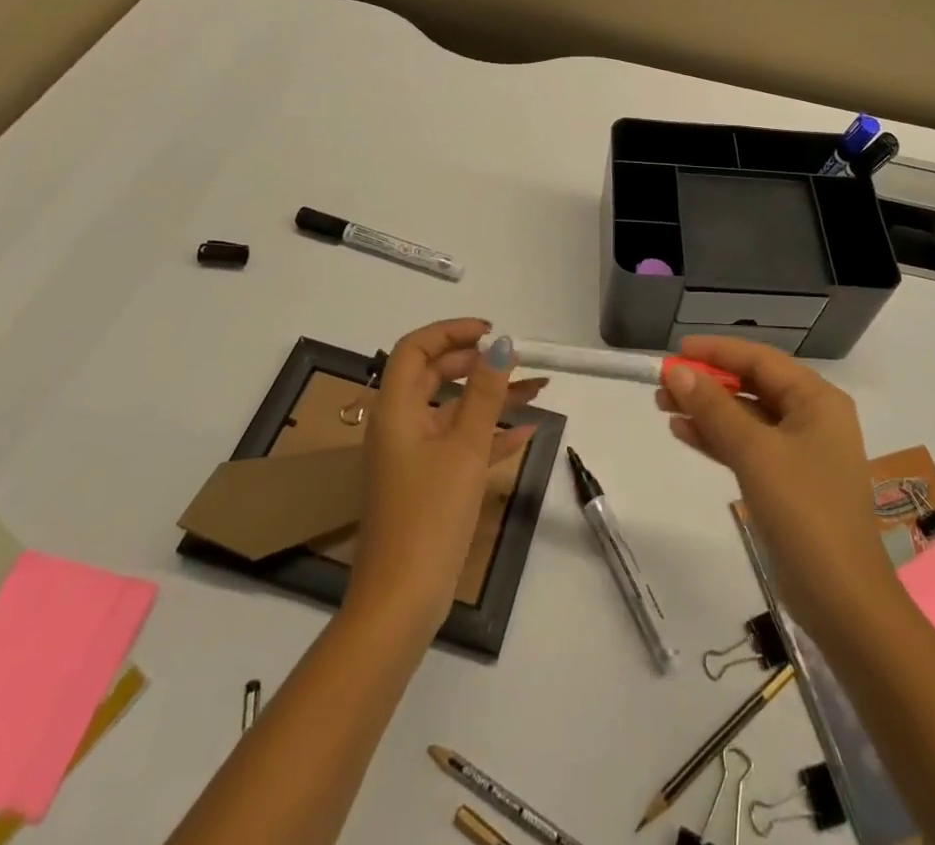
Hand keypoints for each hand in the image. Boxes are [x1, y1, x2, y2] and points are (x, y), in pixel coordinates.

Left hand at [348, 319, 545, 632]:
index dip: (451, 332)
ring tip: (538, 388)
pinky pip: (460, 444)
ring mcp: (413, 457)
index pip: (415, 349)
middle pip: (434, 375)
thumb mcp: (464, 448)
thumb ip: (484, 393)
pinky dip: (489, 434)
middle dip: (476, 363)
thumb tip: (501, 345)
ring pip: (454, 411)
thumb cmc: (429, 516)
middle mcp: (400, 426)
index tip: (491, 334)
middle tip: (514, 359)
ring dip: (491, 398)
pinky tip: (526, 432)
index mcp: (396, 410)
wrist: (401, 603)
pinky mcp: (428, 484)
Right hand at [657, 335, 892, 634]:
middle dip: (708, 383)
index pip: (761, 360)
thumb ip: (714, 408)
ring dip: (707, 410)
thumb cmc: (804, 511)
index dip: (718, 351)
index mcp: (817, 400)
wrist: (842, 600)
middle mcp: (813, 417)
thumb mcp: (754, 452)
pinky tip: (683, 432)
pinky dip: (718, 438)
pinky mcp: (788, 482)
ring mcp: (801, 452)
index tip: (677, 351)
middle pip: (753, 386)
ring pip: (746, 417)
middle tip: (663, 383)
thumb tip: (678, 371)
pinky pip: (748, 446)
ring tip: (662, 405)